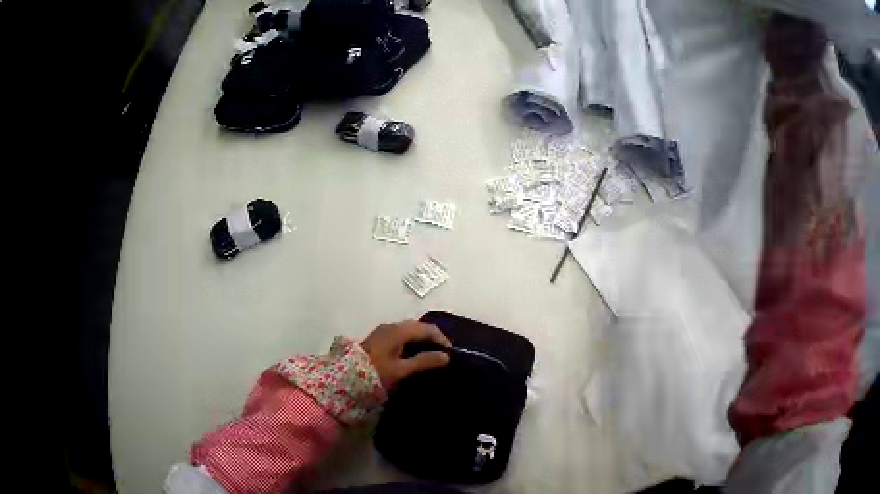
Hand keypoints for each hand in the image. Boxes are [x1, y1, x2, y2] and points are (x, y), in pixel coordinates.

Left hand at [361, 320, 450, 389]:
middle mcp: (391, 326)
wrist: (345, 378)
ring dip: (421, 341)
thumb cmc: (376, 373)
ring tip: (430, 356)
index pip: (427, 328)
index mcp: (398, 331)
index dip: (441, 339)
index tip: (450, 354)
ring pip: (409, 331)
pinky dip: (411, 343)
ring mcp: (383, 332)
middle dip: (432, 338)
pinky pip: (401, 336)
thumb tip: (446, 356)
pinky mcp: (378, 339)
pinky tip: (413, 356)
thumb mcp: (402, 370)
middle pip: (418, 327)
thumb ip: (424, 361)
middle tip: (442, 355)